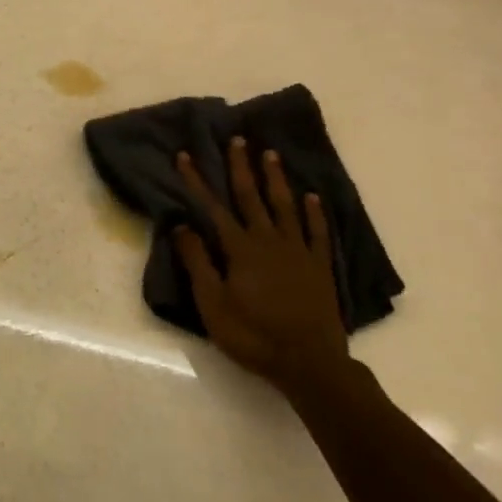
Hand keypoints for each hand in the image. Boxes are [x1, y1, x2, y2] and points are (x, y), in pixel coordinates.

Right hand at [174, 138, 347, 398]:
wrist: (308, 362)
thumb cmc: (253, 336)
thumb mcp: (213, 304)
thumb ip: (198, 262)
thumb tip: (182, 225)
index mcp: (240, 249)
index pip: (213, 207)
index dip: (197, 181)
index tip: (186, 156)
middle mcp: (268, 240)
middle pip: (251, 196)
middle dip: (241, 166)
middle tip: (237, 138)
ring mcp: (297, 250)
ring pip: (284, 205)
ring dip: (275, 178)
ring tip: (270, 154)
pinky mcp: (319, 265)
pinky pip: (317, 231)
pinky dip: (314, 212)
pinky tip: (312, 196)